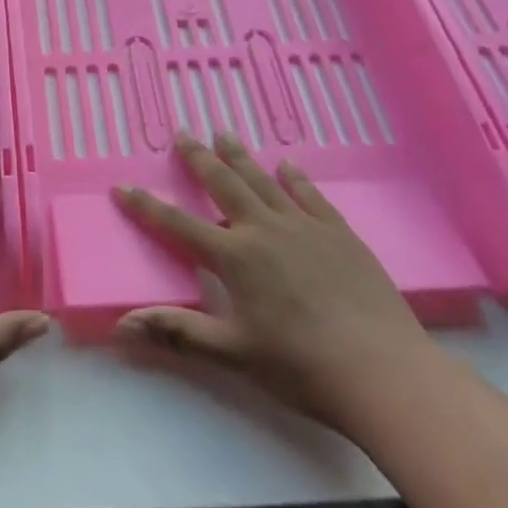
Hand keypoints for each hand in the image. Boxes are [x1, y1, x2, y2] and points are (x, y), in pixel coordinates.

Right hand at [113, 133, 434, 433]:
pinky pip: (310, 195)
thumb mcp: (234, 353)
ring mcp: (304, 227)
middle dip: (198, 159)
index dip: (147, 206)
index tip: (123, 186)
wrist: (385, 373)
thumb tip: (122, 325)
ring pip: (263, 181)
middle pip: (223, 185)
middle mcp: (264, 230)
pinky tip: (287, 165)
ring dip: (240, 157)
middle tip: (183, 134)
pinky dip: (294, 178)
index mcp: (234, 258)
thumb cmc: (302, 367)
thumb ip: (178, 332)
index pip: (178, 225)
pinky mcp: (339, 233)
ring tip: (224, 134)